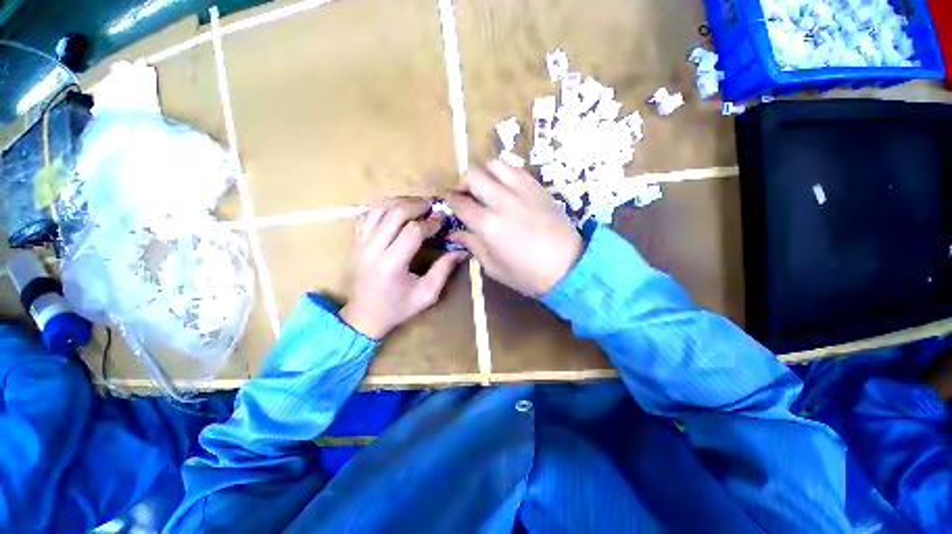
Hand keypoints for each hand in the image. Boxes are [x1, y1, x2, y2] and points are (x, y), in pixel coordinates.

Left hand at [339, 198, 467, 338]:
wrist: (363, 317)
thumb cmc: (398, 308)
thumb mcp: (427, 294)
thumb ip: (444, 269)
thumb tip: (462, 249)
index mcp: (392, 264)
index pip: (413, 231)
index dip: (431, 222)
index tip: (443, 220)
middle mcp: (372, 249)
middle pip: (395, 213)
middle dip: (417, 205)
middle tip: (432, 206)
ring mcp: (359, 243)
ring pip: (378, 209)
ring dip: (400, 202)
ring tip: (417, 204)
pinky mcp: (354, 242)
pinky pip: (367, 215)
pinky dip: (384, 207)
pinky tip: (397, 210)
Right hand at [448, 160, 582, 295]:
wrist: (569, 268)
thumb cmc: (528, 274)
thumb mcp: (494, 267)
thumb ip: (472, 245)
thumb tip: (453, 234)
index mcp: (488, 225)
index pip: (460, 202)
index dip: (449, 200)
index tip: (448, 202)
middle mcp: (502, 201)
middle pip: (473, 174)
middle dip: (462, 181)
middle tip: (464, 193)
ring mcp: (522, 191)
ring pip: (495, 164)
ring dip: (483, 172)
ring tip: (484, 186)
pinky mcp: (538, 188)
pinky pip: (516, 169)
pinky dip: (504, 173)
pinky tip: (504, 186)